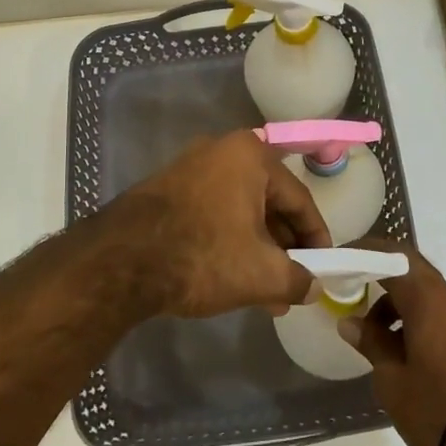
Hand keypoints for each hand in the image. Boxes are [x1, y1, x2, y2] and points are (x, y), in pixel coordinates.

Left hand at [104, 131, 331, 318]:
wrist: (121, 261)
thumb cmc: (203, 255)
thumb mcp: (261, 274)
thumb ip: (298, 280)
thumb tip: (314, 288)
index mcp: (251, 156)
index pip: (299, 198)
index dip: (316, 237)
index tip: (324, 267)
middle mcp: (221, 151)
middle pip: (268, 202)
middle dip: (284, 248)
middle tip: (294, 283)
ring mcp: (189, 168)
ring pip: (240, 211)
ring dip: (257, 250)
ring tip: (267, 294)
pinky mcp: (166, 190)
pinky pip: (213, 213)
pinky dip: (229, 242)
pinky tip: (234, 279)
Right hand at [337, 243, 445, 445]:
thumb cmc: (436, 408)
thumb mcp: (392, 379)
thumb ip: (371, 343)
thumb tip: (350, 322)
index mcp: (428, 298)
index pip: (392, 254)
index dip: (364, 251)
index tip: (338, 258)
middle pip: (410, 269)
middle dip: (378, 274)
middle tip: (348, 286)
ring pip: (422, 293)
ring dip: (393, 302)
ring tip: (368, 332)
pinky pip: (434, 313)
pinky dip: (410, 318)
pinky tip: (395, 349)